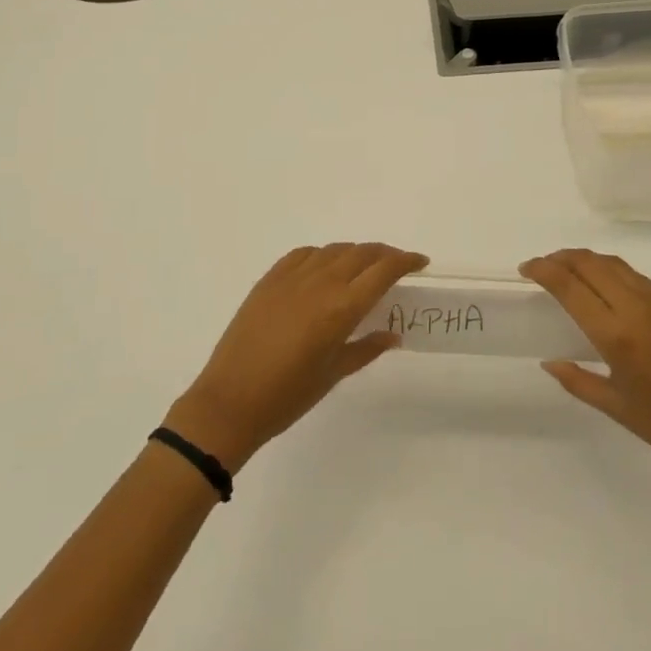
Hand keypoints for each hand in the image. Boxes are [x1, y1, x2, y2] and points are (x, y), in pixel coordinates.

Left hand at [163, 243, 428, 473]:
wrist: (229, 400)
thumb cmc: (287, 396)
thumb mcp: (334, 374)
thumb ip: (366, 347)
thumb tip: (392, 333)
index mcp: (341, 307)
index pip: (383, 271)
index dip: (405, 261)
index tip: (420, 262)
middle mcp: (321, 282)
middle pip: (362, 253)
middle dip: (385, 255)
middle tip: (397, 265)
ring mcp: (292, 276)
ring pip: (334, 250)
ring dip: (355, 254)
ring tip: (363, 268)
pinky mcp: (270, 278)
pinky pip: (305, 254)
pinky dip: (323, 255)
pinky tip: (324, 269)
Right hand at [521, 249, 650, 493]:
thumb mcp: (618, 409)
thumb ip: (578, 380)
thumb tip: (549, 361)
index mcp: (618, 336)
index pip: (570, 286)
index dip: (543, 270)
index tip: (526, 269)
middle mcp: (637, 308)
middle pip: (590, 263)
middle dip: (560, 258)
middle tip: (542, 266)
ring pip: (614, 264)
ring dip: (586, 260)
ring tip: (568, 270)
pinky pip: (636, 276)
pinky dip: (611, 271)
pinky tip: (606, 288)